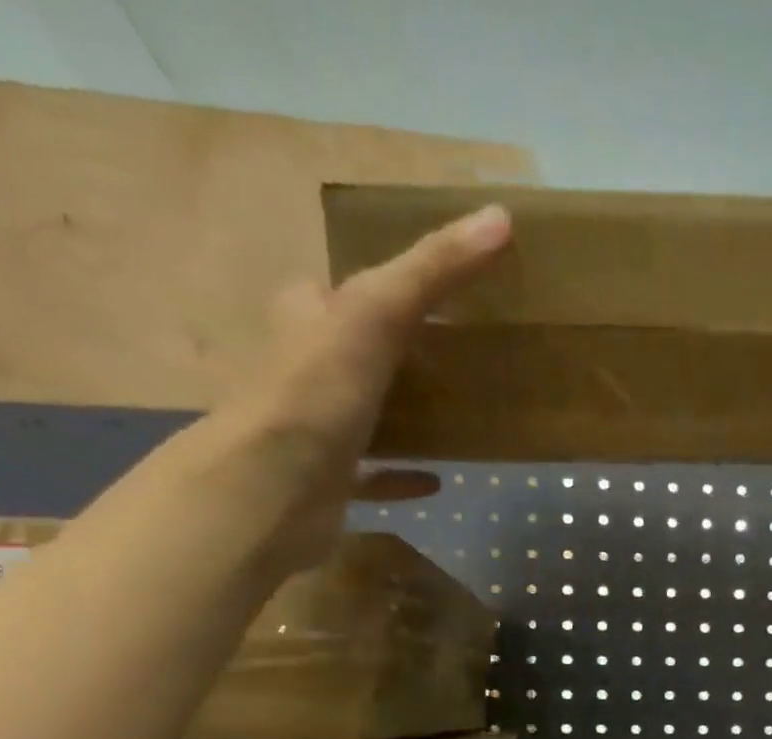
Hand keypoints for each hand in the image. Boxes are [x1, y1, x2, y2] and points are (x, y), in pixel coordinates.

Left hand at [162, 203, 512, 576]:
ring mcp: (315, 430)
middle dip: (400, 353)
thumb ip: (433, 269)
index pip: (340, 289)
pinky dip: (403, 476)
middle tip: (457, 359)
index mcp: (307, 319)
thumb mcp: (377, 313)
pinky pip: (374, 476)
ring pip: (366, 414)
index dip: (381, 286)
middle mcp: (305, 370)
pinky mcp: (330, 483)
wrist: (270, 489)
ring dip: (404, 414)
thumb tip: (501, 217)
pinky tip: (438, 481)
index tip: (435, 295)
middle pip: (357, 352)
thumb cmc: (316, 392)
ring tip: (456, 416)